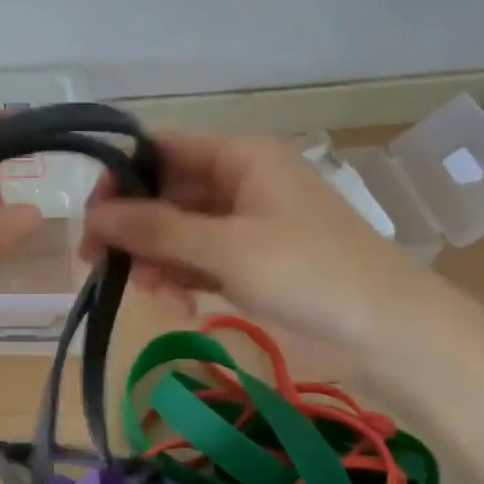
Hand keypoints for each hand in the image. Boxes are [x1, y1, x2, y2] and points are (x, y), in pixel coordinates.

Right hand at [81, 132, 442, 350]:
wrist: (392, 333)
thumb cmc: (311, 273)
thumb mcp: (227, 248)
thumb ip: (157, 228)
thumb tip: (92, 215)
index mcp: (241, 157)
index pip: (163, 150)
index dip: (122, 176)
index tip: (91, 216)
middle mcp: (240, 182)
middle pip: (166, 193)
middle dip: (135, 228)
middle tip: (98, 262)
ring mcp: (245, 224)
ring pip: (178, 231)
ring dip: (156, 259)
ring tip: (149, 293)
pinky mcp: (250, 261)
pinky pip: (199, 260)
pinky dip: (182, 278)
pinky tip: (177, 305)